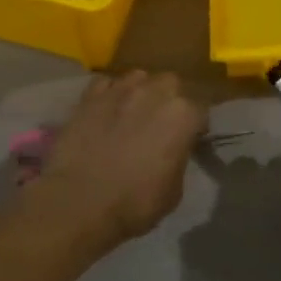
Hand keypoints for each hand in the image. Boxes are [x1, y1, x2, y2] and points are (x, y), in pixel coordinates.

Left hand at [33, 72, 205, 251]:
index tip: (190, 139)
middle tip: (162, 122)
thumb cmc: (136, 202)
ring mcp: (120, 90)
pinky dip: (110, 93)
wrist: (80, 203)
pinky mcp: (89, 97)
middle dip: (170, 99)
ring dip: (142, 91)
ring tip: (134, 110)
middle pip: (171, 84)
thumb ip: (179, 157)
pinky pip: (106, 84)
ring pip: (139, 77)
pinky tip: (107, 109)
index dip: (196, 126)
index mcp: (183, 115)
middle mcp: (155, 92)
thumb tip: (173, 150)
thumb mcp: (174, 189)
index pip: (201, 109)